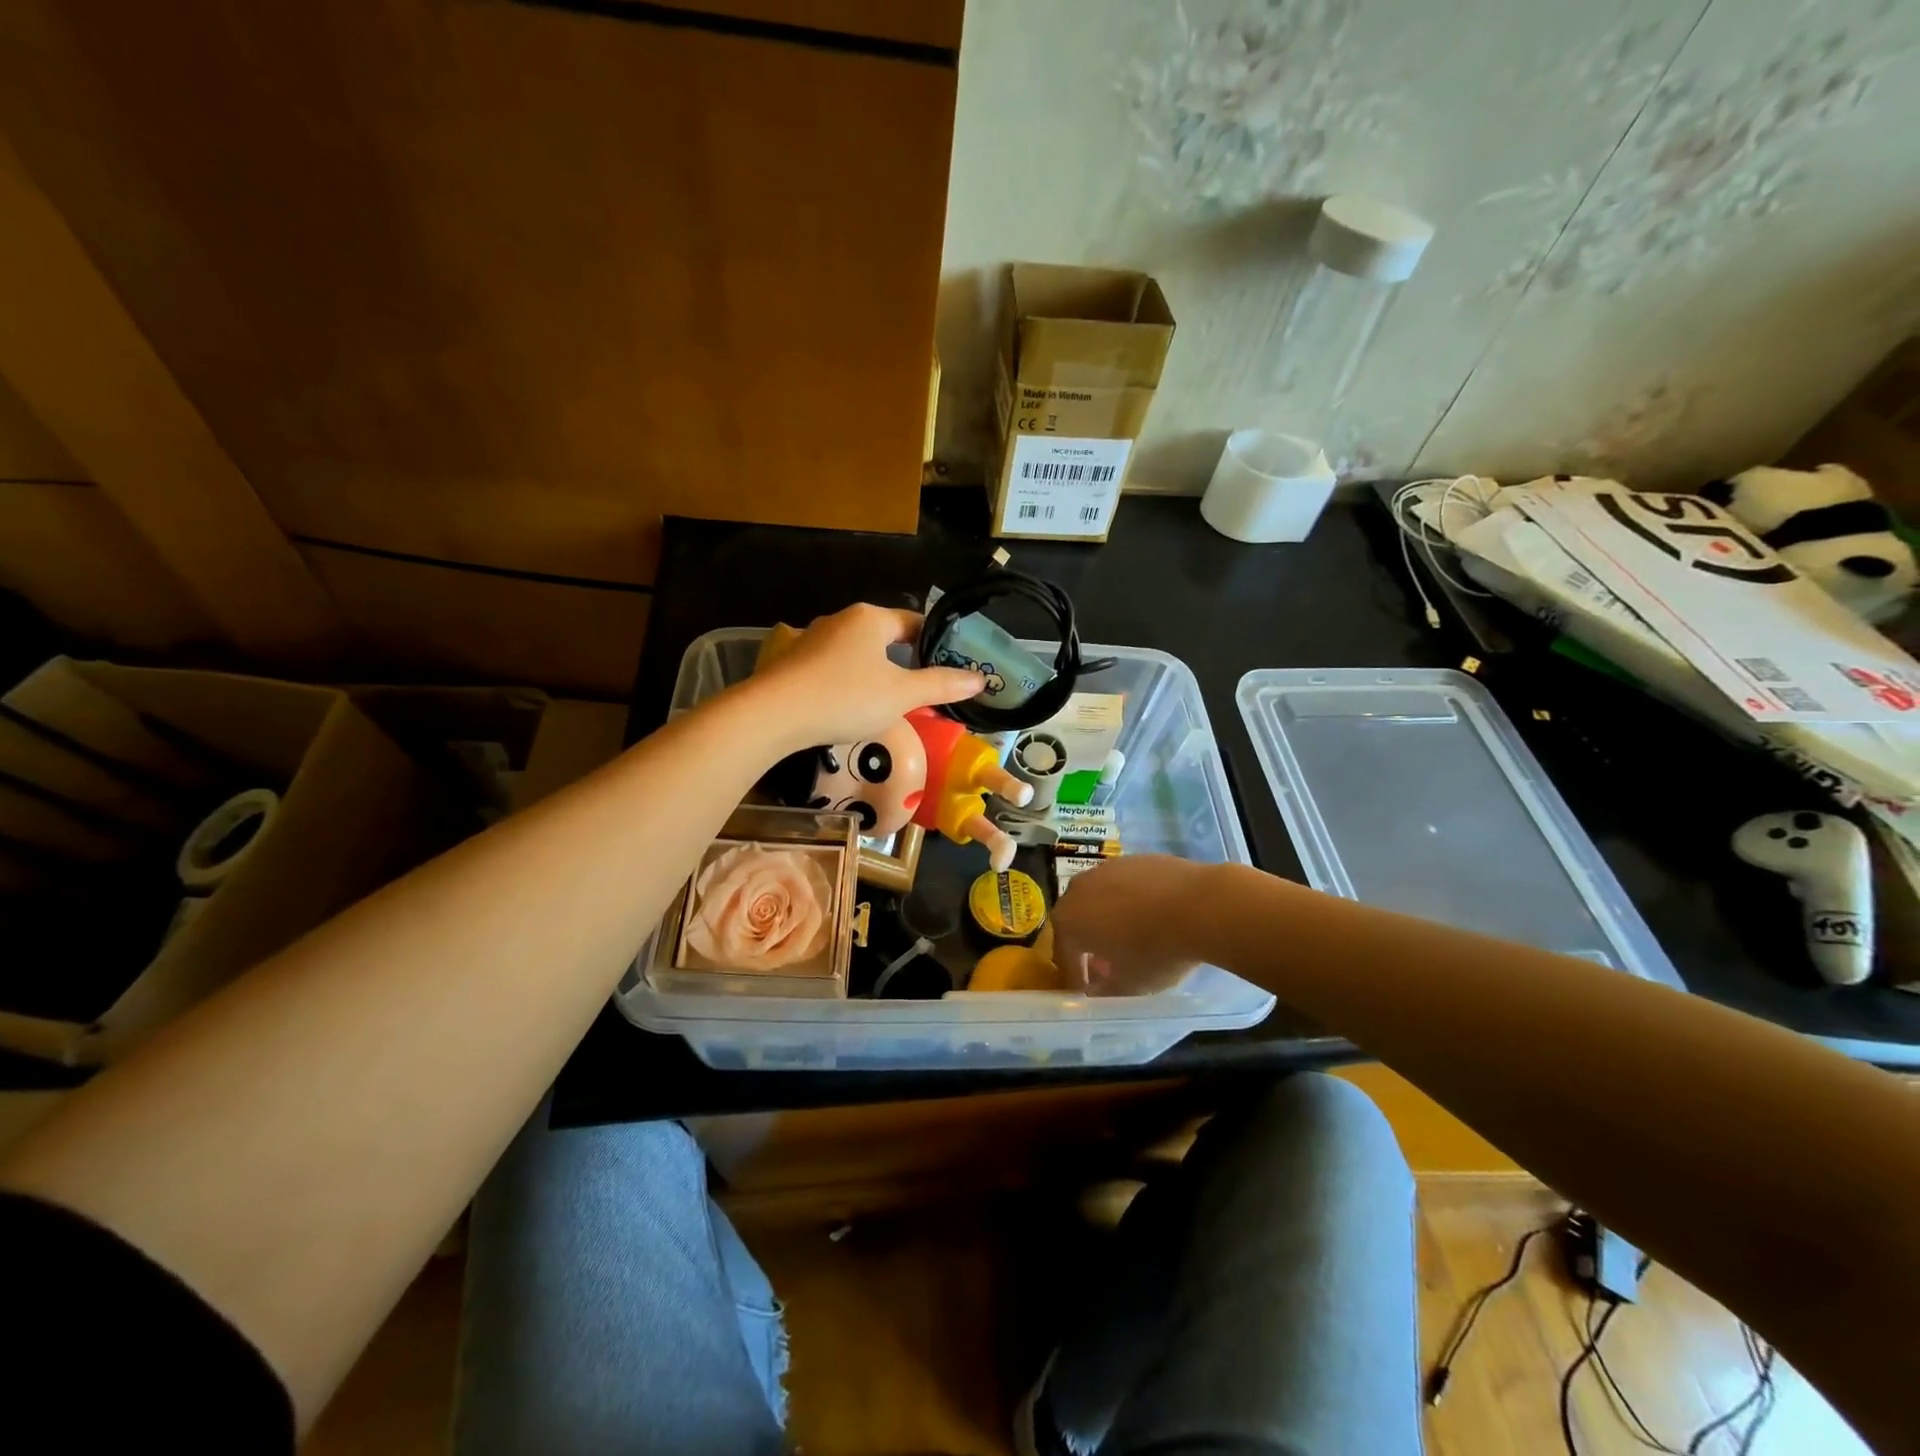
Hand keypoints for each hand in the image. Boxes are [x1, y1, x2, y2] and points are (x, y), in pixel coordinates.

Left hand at [746, 604, 983, 750]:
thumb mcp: (902, 695)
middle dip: (905, 661)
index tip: (950, 665)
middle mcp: (840, 620)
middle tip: (924, 689)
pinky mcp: (792, 661)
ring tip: (890, 702)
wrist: (774, 715)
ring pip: (856, 653)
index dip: (936, 642)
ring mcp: (811, 639)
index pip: (914, 622)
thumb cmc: (846, 697)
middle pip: (884, 637)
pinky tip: (850, 706)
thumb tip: (979, 679)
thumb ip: (941, 685)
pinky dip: (848, 682)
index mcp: (870, 618)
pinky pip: (832, 668)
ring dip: (875, 673)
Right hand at [1050, 855, 1216, 995]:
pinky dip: (1131, 901)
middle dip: (1089, 944)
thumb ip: (1105, 990)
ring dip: (1109, 919)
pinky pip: (1124, 885)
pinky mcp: (1134, 858)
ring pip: (1100, 899)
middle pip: (1078, 921)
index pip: (1065, 956)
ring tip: (1133, 939)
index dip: (1076, 977)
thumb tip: (1096, 990)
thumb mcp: (1129, 985)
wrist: (1200, 905)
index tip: (1089, 992)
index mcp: (1068, 921)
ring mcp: (1106, 868)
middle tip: (1108, 965)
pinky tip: (1153, 915)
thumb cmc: (1156, 951)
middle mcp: (1078, 889)